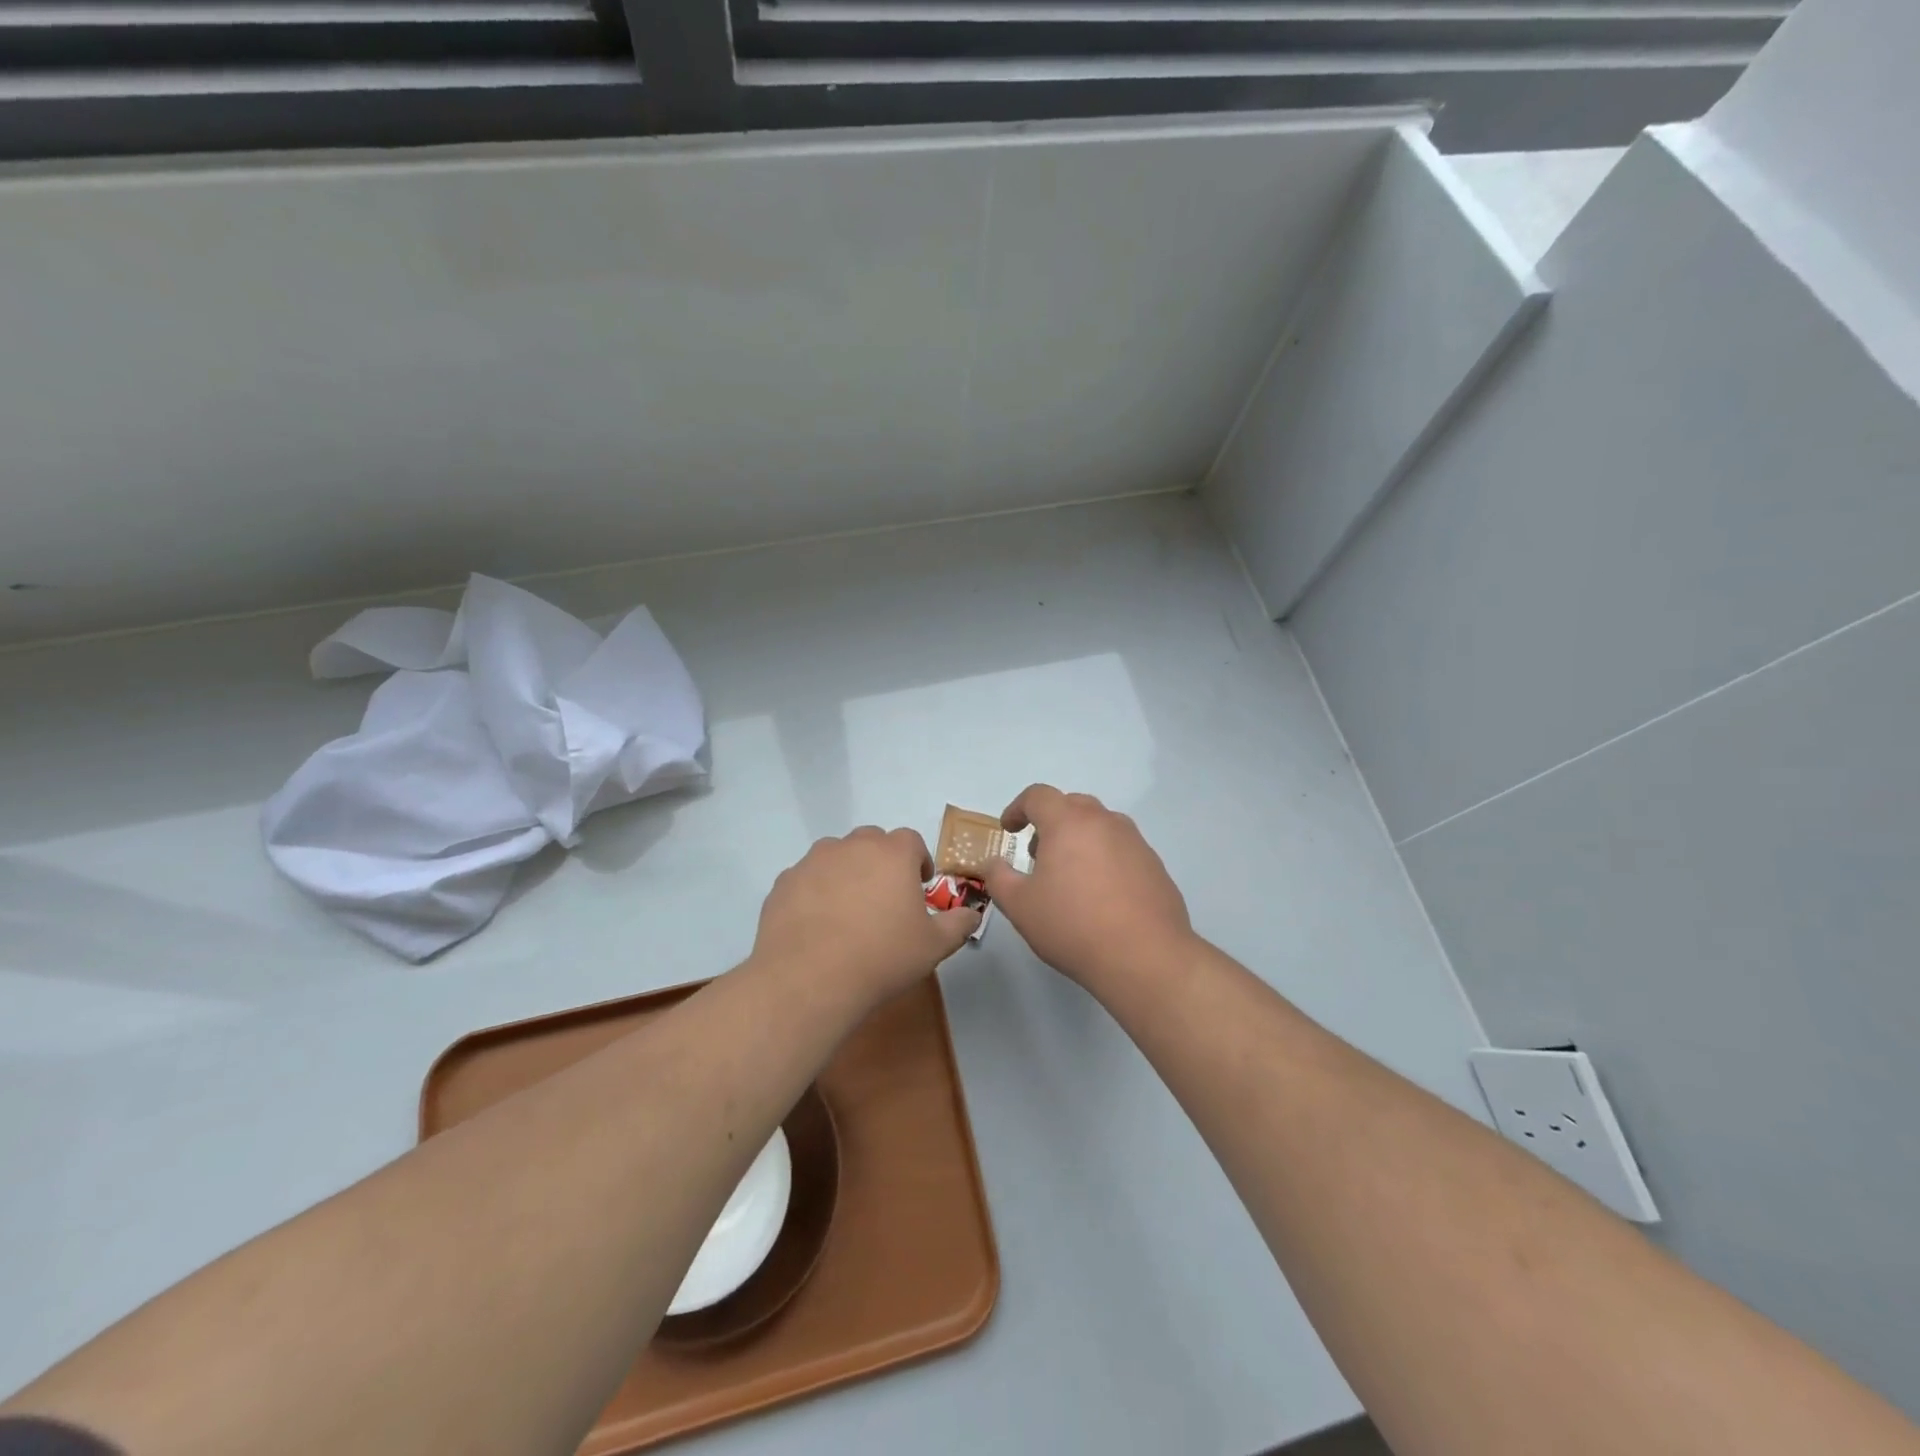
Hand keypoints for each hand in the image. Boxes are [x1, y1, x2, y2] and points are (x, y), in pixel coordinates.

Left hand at [751, 827, 980, 1003]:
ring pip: (836, 855)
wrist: (808, 979)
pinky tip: (817, 925)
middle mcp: (852, 846)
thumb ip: (958, 924)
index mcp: (892, 853)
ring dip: (847, 872)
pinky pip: (807, 878)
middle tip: (885, 897)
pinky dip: (815, 891)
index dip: (918, 860)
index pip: (911, 841)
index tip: (919, 886)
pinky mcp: (784, 882)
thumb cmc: (882, 957)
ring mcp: (813, 861)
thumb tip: (972, 914)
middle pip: (872, 841)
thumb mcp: (934, 946)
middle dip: (882, 861)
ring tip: (848, 910)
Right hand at [981, 785, 1194, 989]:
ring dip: (1079, 839)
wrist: (1145, 957)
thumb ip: (998, 878)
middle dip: (1050, 822)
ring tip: (1070, 876)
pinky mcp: (1155, 865)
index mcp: (1068, 822)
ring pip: (1100, 825)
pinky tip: (1101, 896)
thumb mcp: (1020, 906)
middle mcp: (1104, 822)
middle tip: (1038, 855)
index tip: (1009, 830)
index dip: (1018, 808)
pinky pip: (1122, 849)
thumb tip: (994, 863)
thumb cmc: (1073, 925)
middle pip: (1072, 805)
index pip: (1038, 795)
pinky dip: (1105, 859)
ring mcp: (1135, 842)